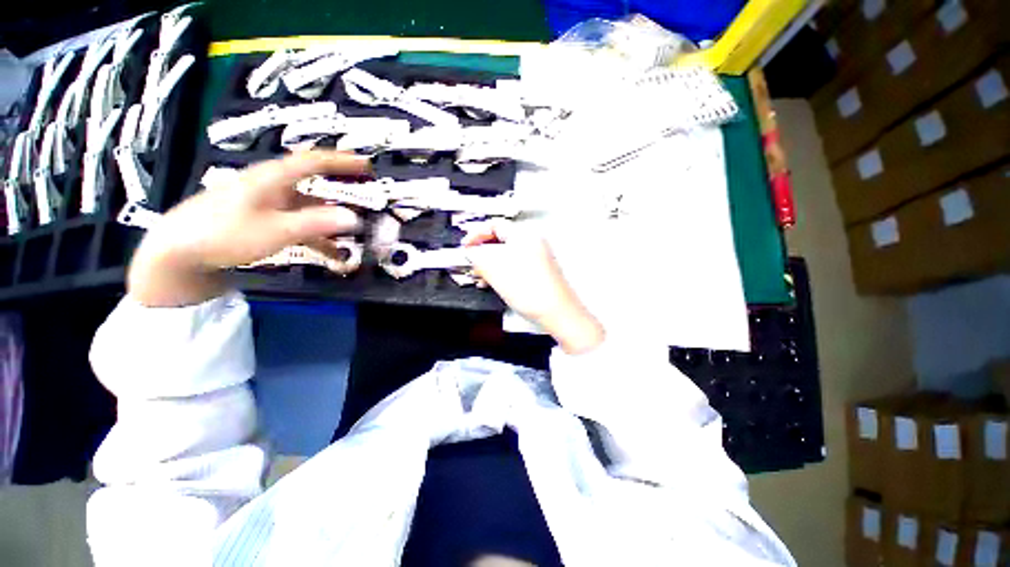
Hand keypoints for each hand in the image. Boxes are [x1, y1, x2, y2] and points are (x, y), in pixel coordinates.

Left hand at [128, 150, 369, 306]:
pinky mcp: (262, 220)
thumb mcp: (276, 230)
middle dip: (341, 190)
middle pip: (314, 183)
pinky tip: (332, 252)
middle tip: (365, 196)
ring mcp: (267, 204)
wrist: (178, 253)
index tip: (367, 164)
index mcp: (272, 178)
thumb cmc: (225, 234)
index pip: (313, 161)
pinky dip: (317, 235)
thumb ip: (317, 224)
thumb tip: (354, 218)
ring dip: (331, 218)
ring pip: (308, 207)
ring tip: (355, 231)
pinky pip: (297, 223)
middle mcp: (272, 186)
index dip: (341, 160)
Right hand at [462, 221, 604, 353]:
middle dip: (482, 251)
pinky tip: (494, 282)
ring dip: (490, 264)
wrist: (558, 313)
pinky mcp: (538, 271)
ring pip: (506, 254)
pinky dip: (501, 271)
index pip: (494, 225)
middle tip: (471, 262)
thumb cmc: (534, 293)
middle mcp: (533, 242)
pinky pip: (515, 265)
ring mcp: (537, 257)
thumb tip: (469, 251)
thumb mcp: (496, 272)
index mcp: (524, 236)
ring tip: (481, 276)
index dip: (476, 235)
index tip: (466, 247)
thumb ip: (478, 257)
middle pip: (500, 240)